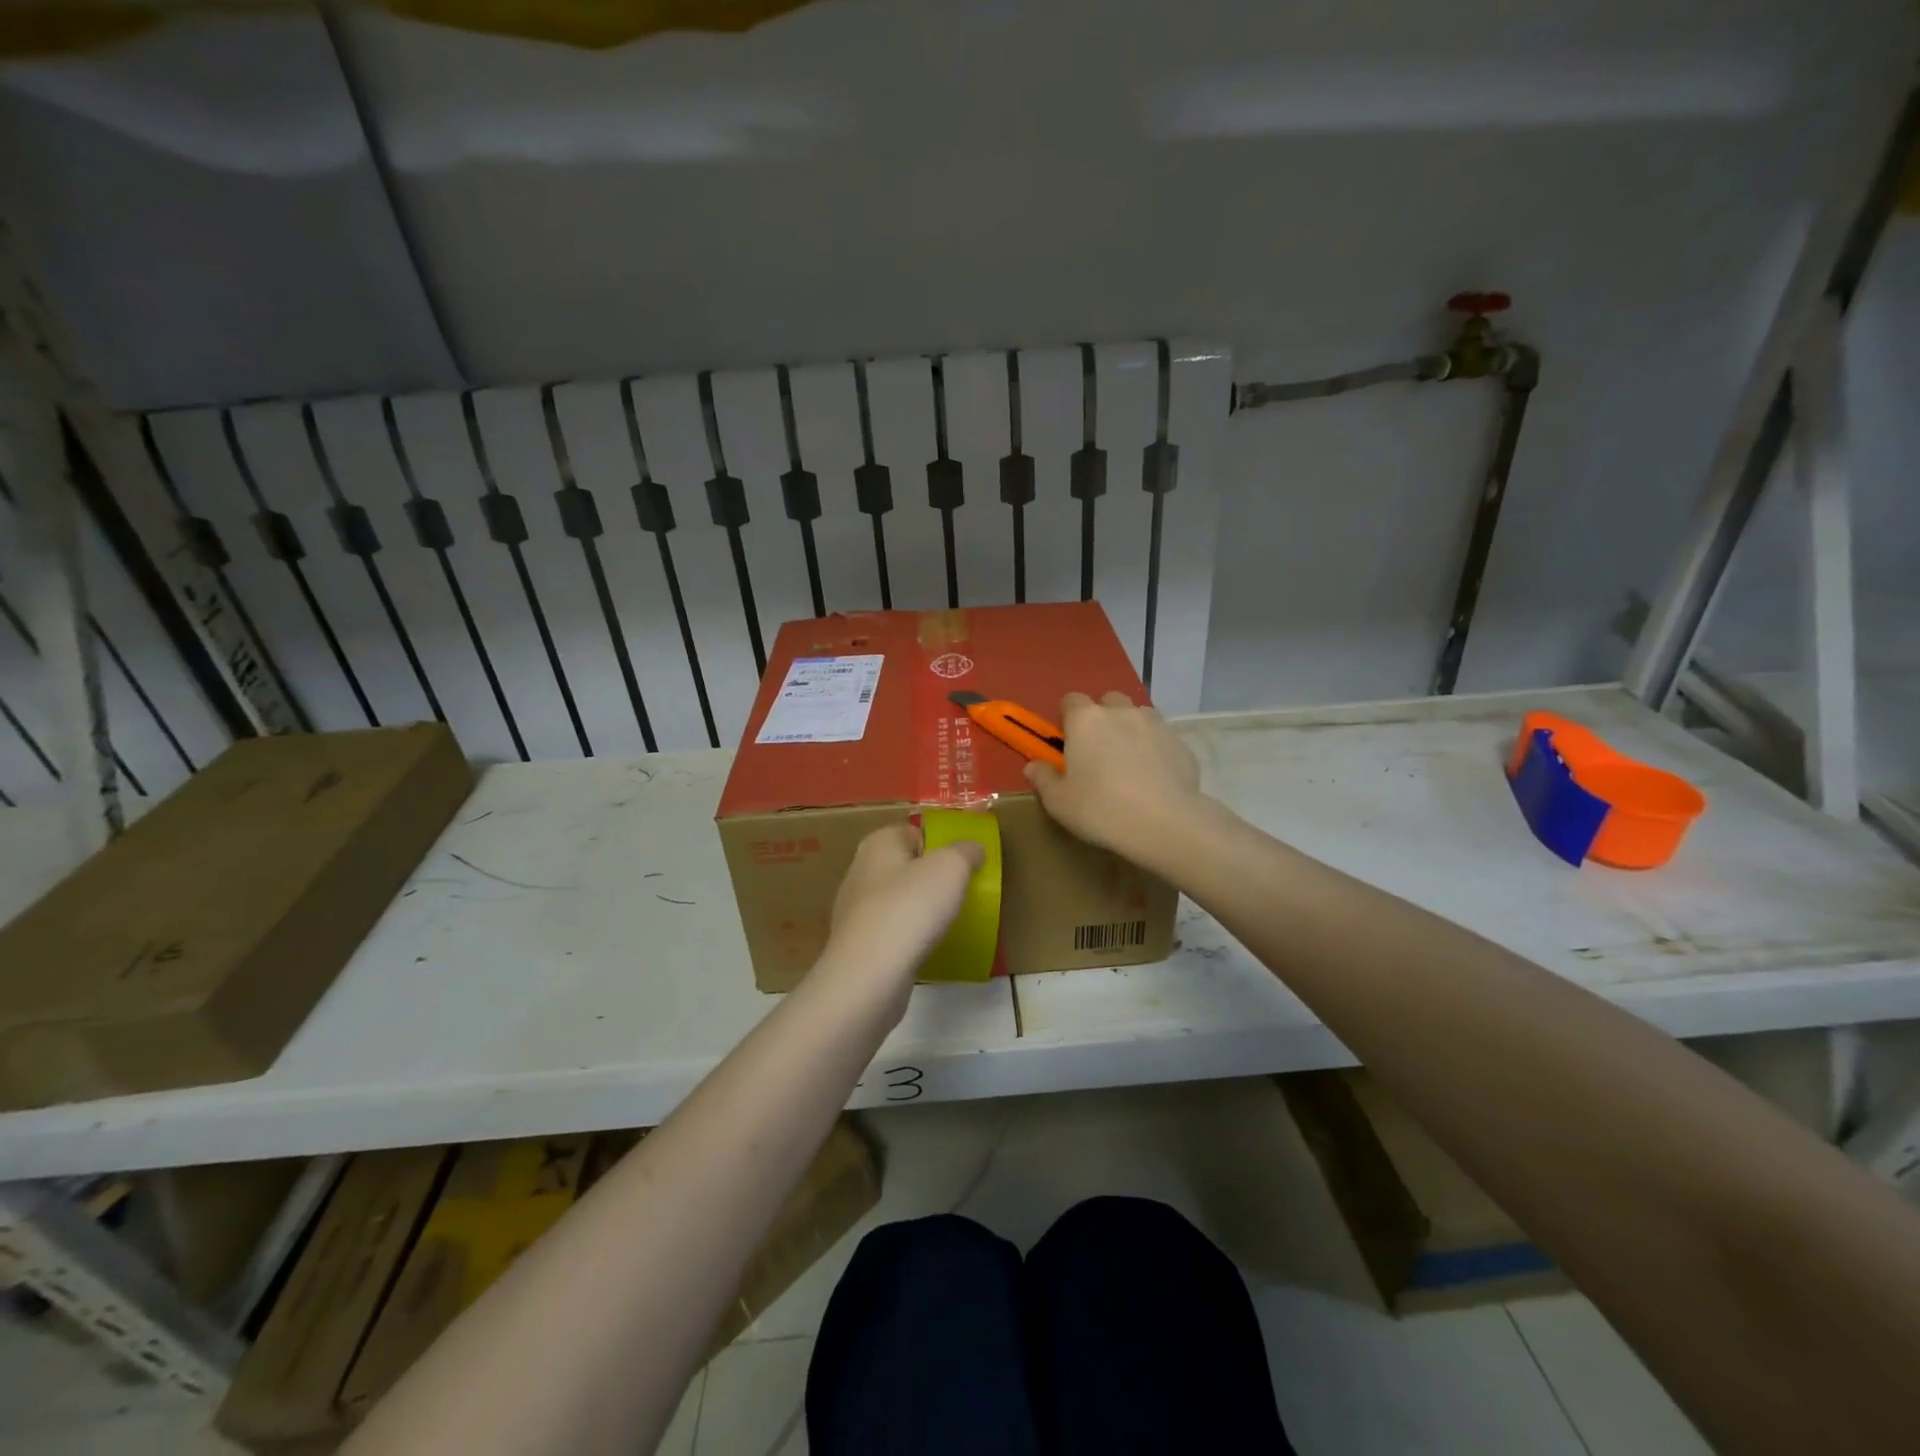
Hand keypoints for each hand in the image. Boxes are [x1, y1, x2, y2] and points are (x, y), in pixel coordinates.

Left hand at [812, 823, 984, 1015]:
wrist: (869, 976)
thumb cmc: (910, 909)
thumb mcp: (951, 868)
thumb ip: (965, 852)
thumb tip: (972, 849)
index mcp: (878, 843)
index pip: (913, 831)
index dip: (940, 843)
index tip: (964, 863)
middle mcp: (861, 871)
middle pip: (905, 865)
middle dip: (931, 877)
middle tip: (960, 892)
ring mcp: (855, 910)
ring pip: (898, 900)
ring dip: (920, 909)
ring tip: (947, 922)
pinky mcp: (858, 945)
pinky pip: (892, 931)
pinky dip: (909, 936)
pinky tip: (926, 948)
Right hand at [1024, 691, 1202, 857]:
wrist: (1165, 824)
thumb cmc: (1100, 809)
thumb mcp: (1058, 802)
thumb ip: (1043, 779)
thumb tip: (1034, 766)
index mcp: (1085, 720)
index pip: (1070, 700)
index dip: (1067, 718)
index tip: (1067, 743)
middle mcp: (1121, 712)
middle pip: (1108, 701)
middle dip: (1102, 718)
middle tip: (1098, 752)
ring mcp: (1155, 725)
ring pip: (1138, 716)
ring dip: (1131, 730)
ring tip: (1129, 763)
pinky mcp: (1181, 744)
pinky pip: (1162, 739)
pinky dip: (1155, 750)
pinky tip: (1154, 779)